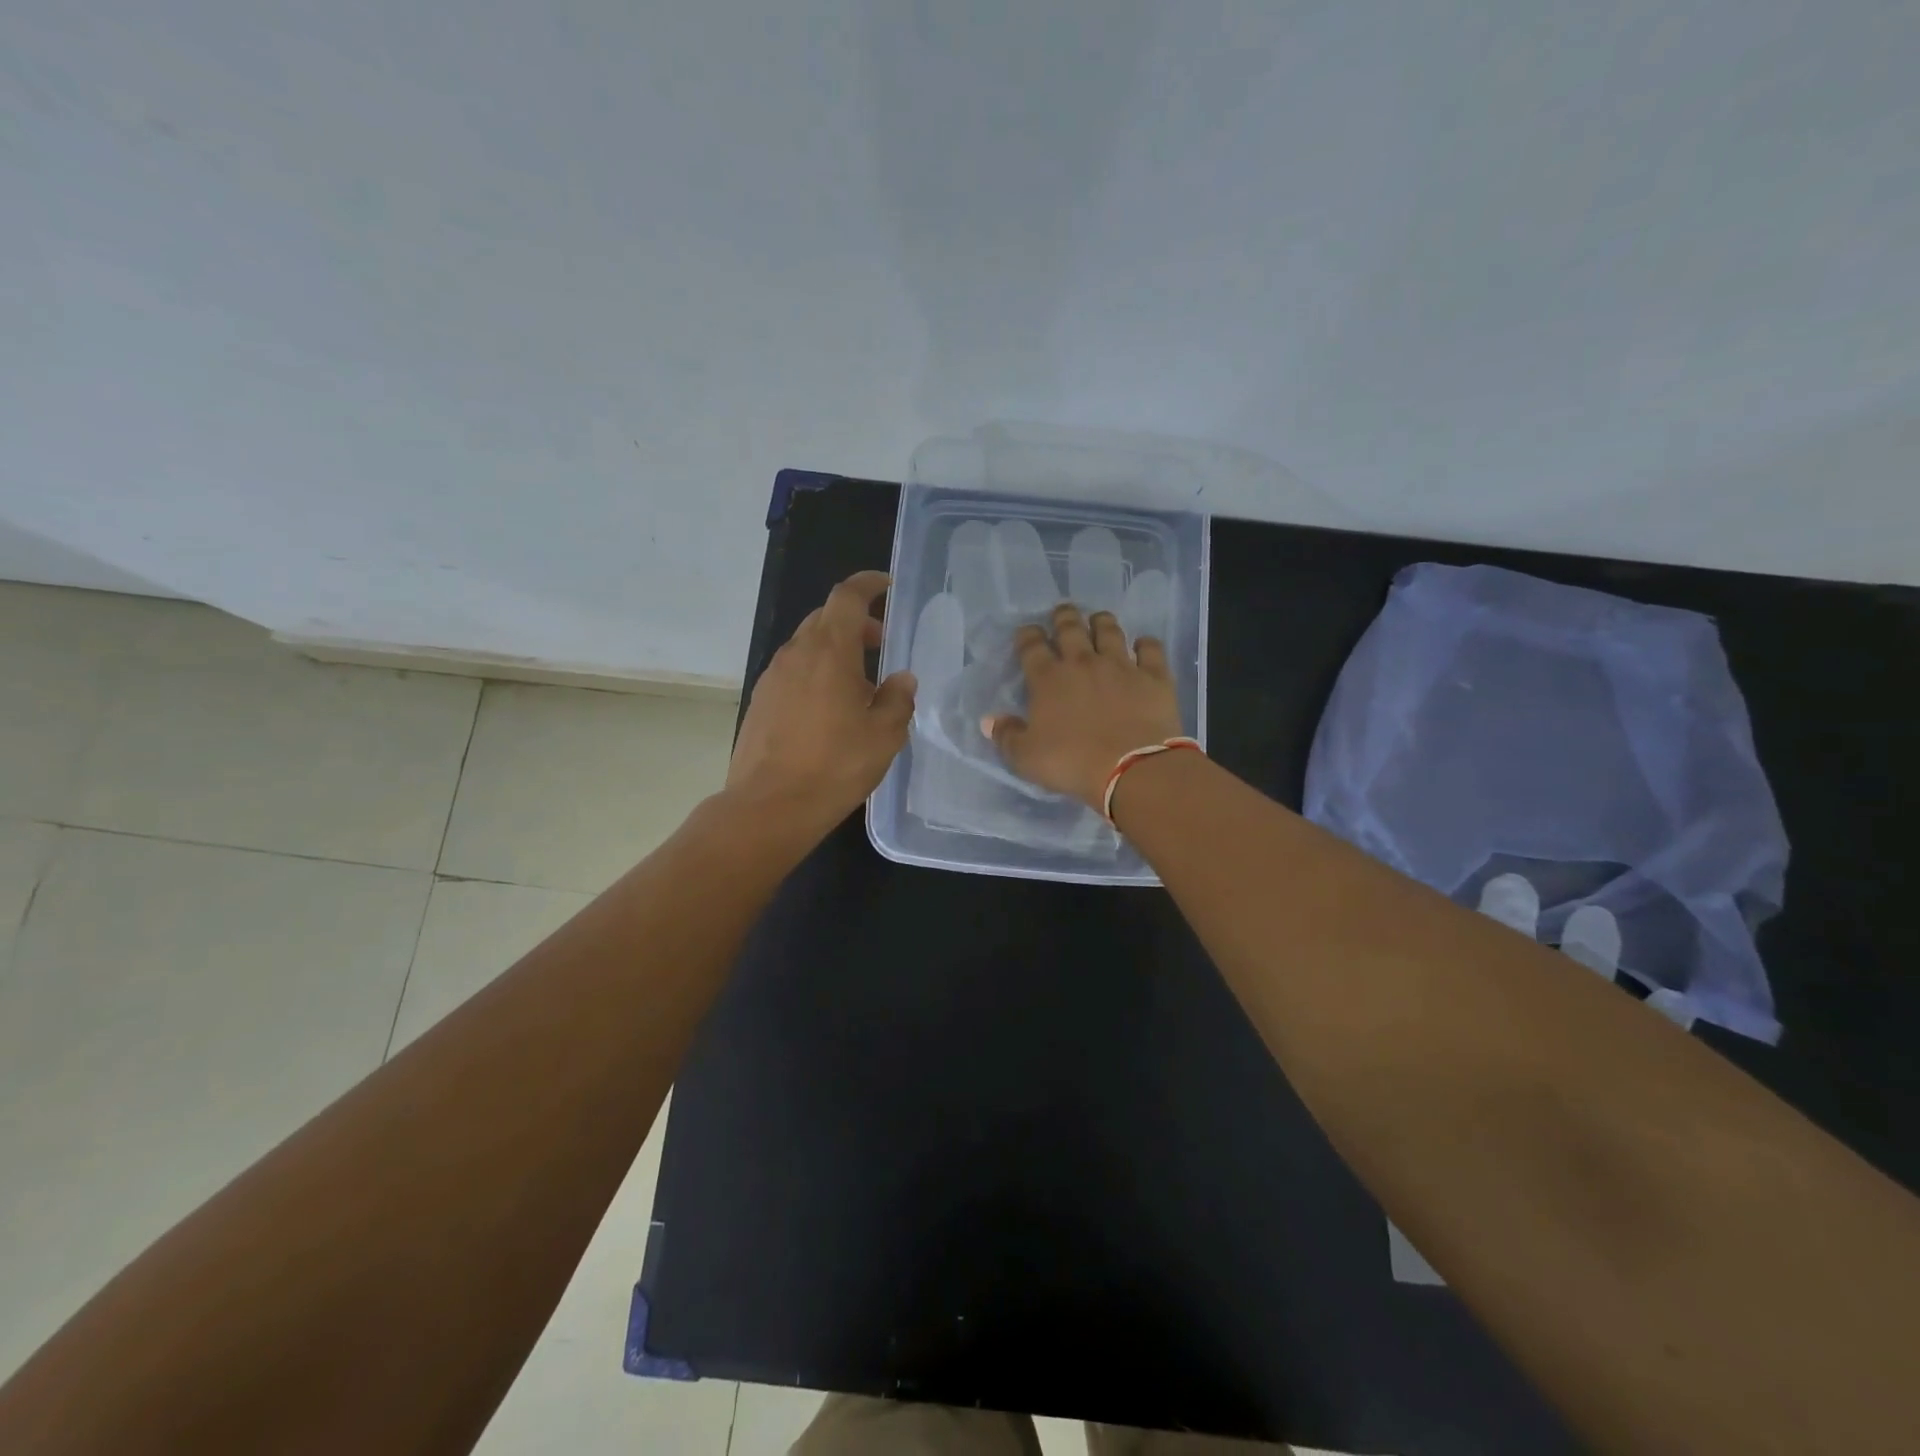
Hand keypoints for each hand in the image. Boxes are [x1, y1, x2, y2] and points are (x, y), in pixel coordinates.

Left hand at [725, 571, 916, 834]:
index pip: (847, 597)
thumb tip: (902, 680)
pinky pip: (793, 672)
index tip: (886, 587)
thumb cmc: (835, 766)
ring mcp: (772, 677)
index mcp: (829, 651)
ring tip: (859, 685)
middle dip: (855, 622)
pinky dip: (815, 673)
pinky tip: (829, 709)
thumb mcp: (884, 735)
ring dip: (834, 651)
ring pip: (807, 646)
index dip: (868, 584)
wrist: (769, 806)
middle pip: (825, 618)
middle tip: (880, 645)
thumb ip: (897, 699)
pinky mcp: (760, 701)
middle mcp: (796, 654)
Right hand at [984, 603, 1183, 810]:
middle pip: (1070, 629)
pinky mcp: (1153, 676)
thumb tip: (990, 720)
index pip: (1032, 647)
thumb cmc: (1072, 763)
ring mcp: (1121, 666)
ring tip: (1098, 618)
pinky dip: (1145, 644)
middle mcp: (1083, 663)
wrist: (1131, 769)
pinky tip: (1143, 645)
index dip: (1027, 636)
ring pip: (1109, 631)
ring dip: (1101, 622)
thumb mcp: (1026, 758)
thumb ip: (1006, 736)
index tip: (1027, 633)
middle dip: (1063, 617)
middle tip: (1062, 612)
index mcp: (1048, 679)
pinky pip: (1150, 649)